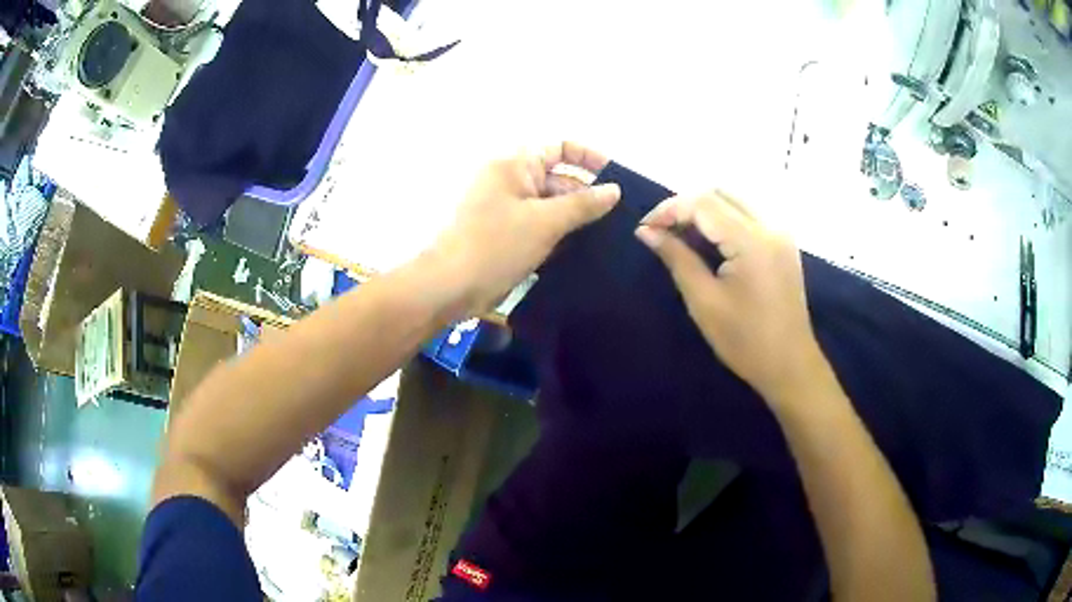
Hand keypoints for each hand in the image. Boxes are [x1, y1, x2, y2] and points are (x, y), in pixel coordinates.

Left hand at [430, 142, 620, 316]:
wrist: (449, 287)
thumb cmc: (495, 245)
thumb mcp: (545, 222)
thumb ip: (583, 204)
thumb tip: (614, 189)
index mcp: (515, 165)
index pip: (559, 148)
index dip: (588, 158)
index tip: (615, 179)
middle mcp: (511, 181)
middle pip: (558, 178)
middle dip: (587, 195)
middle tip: (621, 217)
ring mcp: (508, 209)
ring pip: (551, 206)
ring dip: (576, 219)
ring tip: (610, 235)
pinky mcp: (507, 235)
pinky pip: (540, 227)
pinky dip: (559, 235)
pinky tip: (584, 251)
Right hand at [634, 191, 828, 404]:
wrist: (790, 365)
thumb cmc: (745, 341)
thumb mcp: (704, 302)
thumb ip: (676, 258)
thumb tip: (646, 232)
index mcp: (751, 241)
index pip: (703, 203)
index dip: (669, 209)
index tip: (644, 229)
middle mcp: (770, 226)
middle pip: (720, 193)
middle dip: (685, 206)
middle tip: (662, 231)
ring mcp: (780, 233)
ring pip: (735, 200)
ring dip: (705, 210)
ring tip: (681, 236)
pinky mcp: (783, 243)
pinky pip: (749, 214)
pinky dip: (724, 219)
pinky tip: (710, 242)